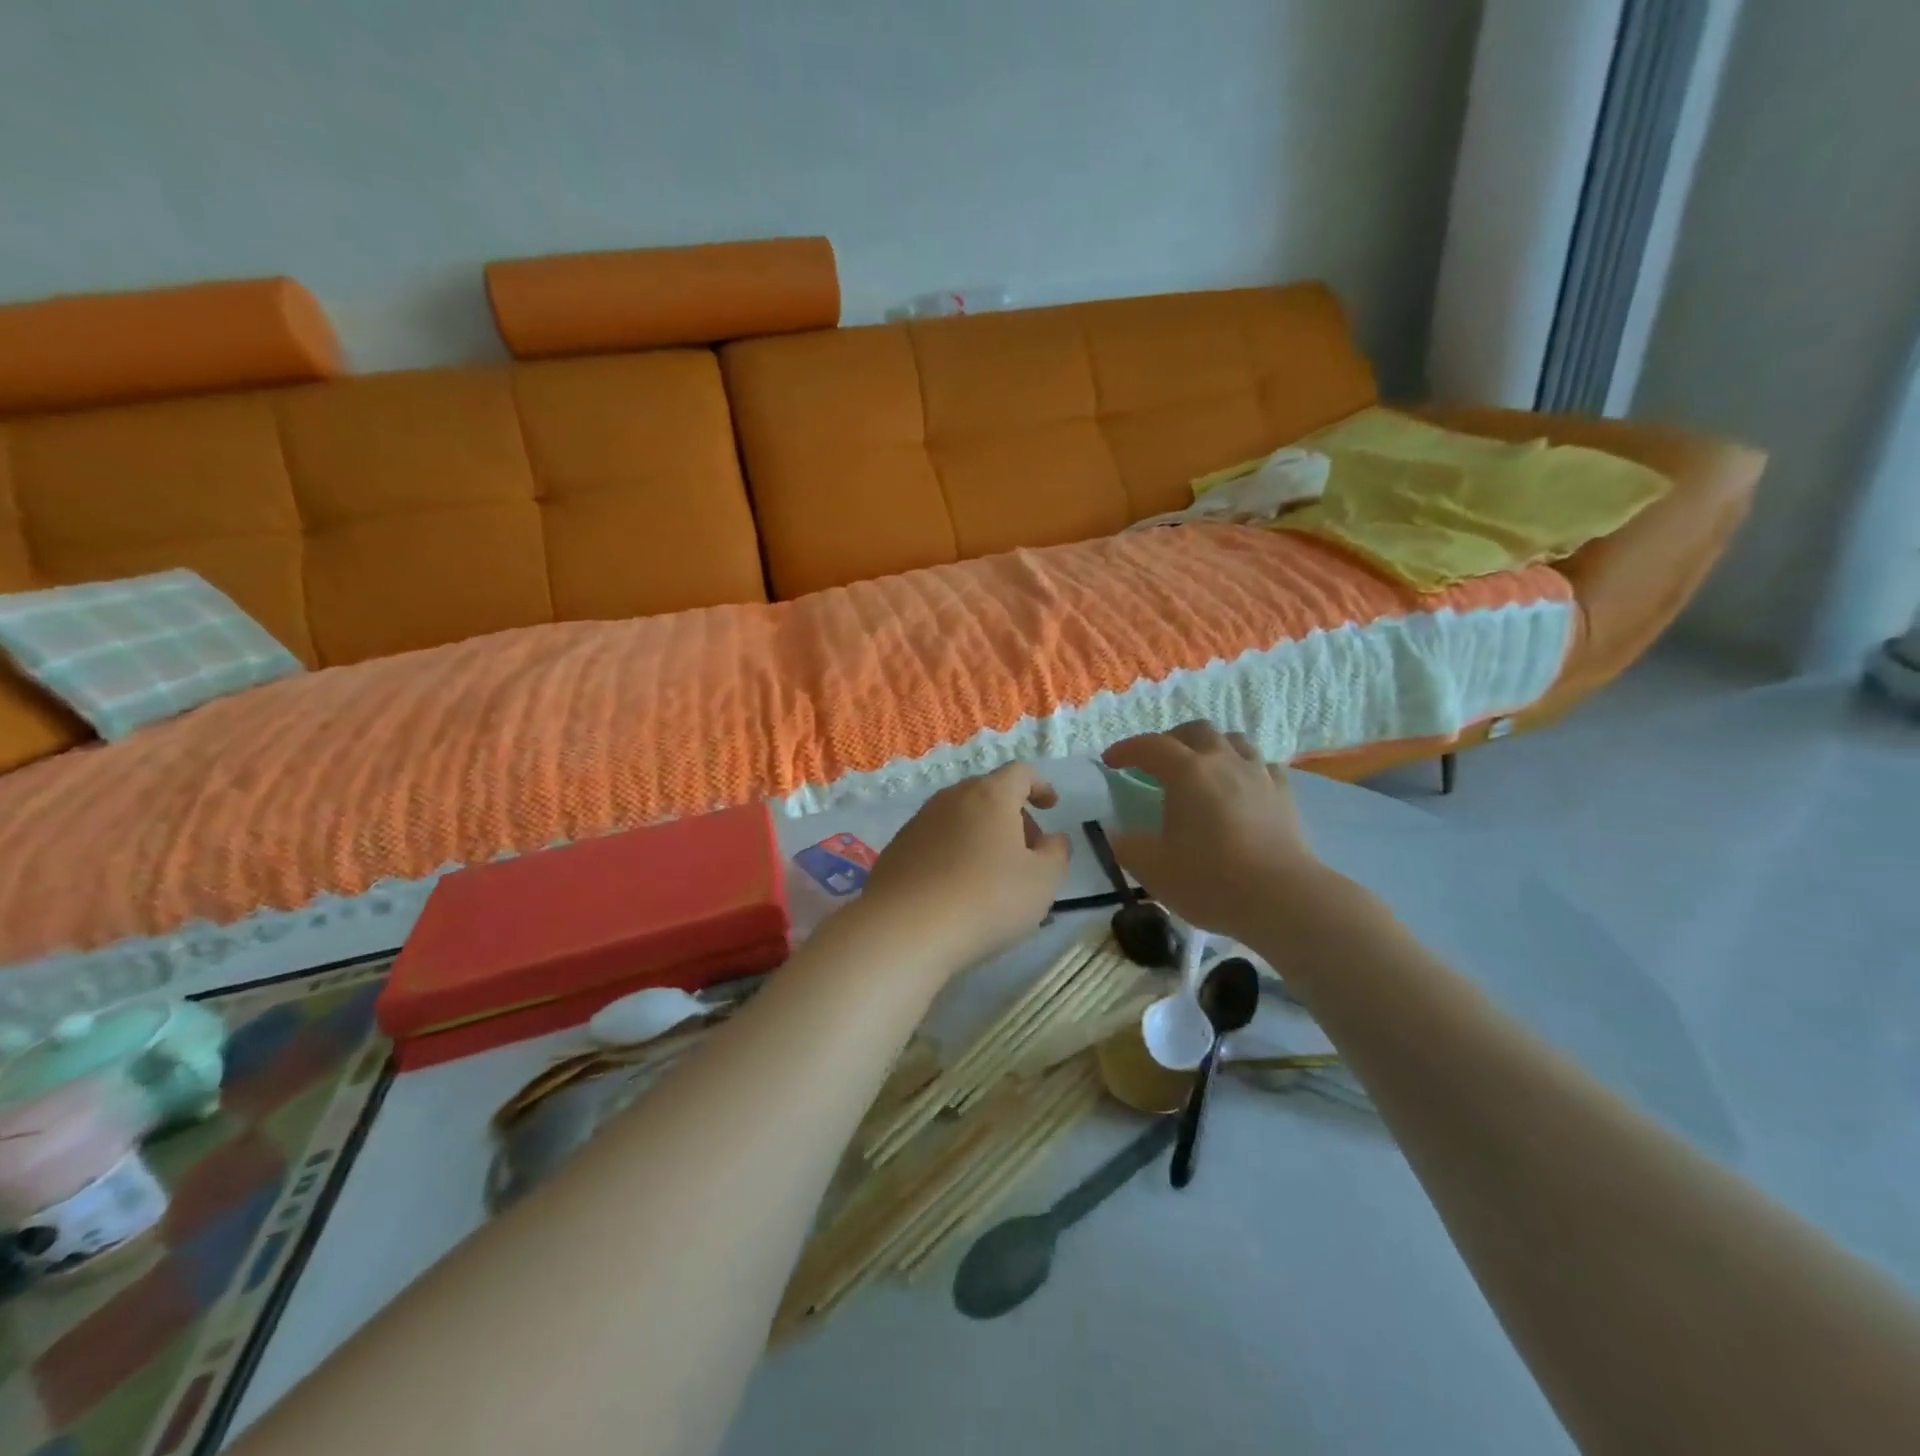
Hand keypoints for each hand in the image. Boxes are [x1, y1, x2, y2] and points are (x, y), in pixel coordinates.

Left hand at [857, 763, 1070, 975]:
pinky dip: (953, 852)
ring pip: (960, 817)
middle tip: (1028, 851)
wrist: (905, 930)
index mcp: (990, 796)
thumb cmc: (987, 899)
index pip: (1020, 772)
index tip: (1051, 806)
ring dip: (981, 835)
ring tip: (993, 874)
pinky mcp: (897, 848)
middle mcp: (951, 798)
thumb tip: (1052, 839)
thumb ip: (1056, 853)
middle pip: (988, 793)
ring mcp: (919, 822)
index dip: (1040, 785)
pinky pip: (936, 840)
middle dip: (1012, 815)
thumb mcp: (1042, 881)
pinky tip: (957, 888)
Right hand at [1102, 722, 1340, 946]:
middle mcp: (1223, 762)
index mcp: (1187, 773)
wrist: (1282, 898)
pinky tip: (1240, 787)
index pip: (1150, 746)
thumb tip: (1119, 836)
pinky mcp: (1284, 795)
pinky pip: (1262, 766)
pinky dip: (1244, 768)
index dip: (1126, 749)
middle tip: (1157, 762)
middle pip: (1196, 731)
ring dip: (1211, 747)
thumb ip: (1129, 847)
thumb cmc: (1210, 880)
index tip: (1110, 762)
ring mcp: (1259, 775)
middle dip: (1171, 739)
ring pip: (1233, 741)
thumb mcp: (1153, 869)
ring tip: (1200, 768)